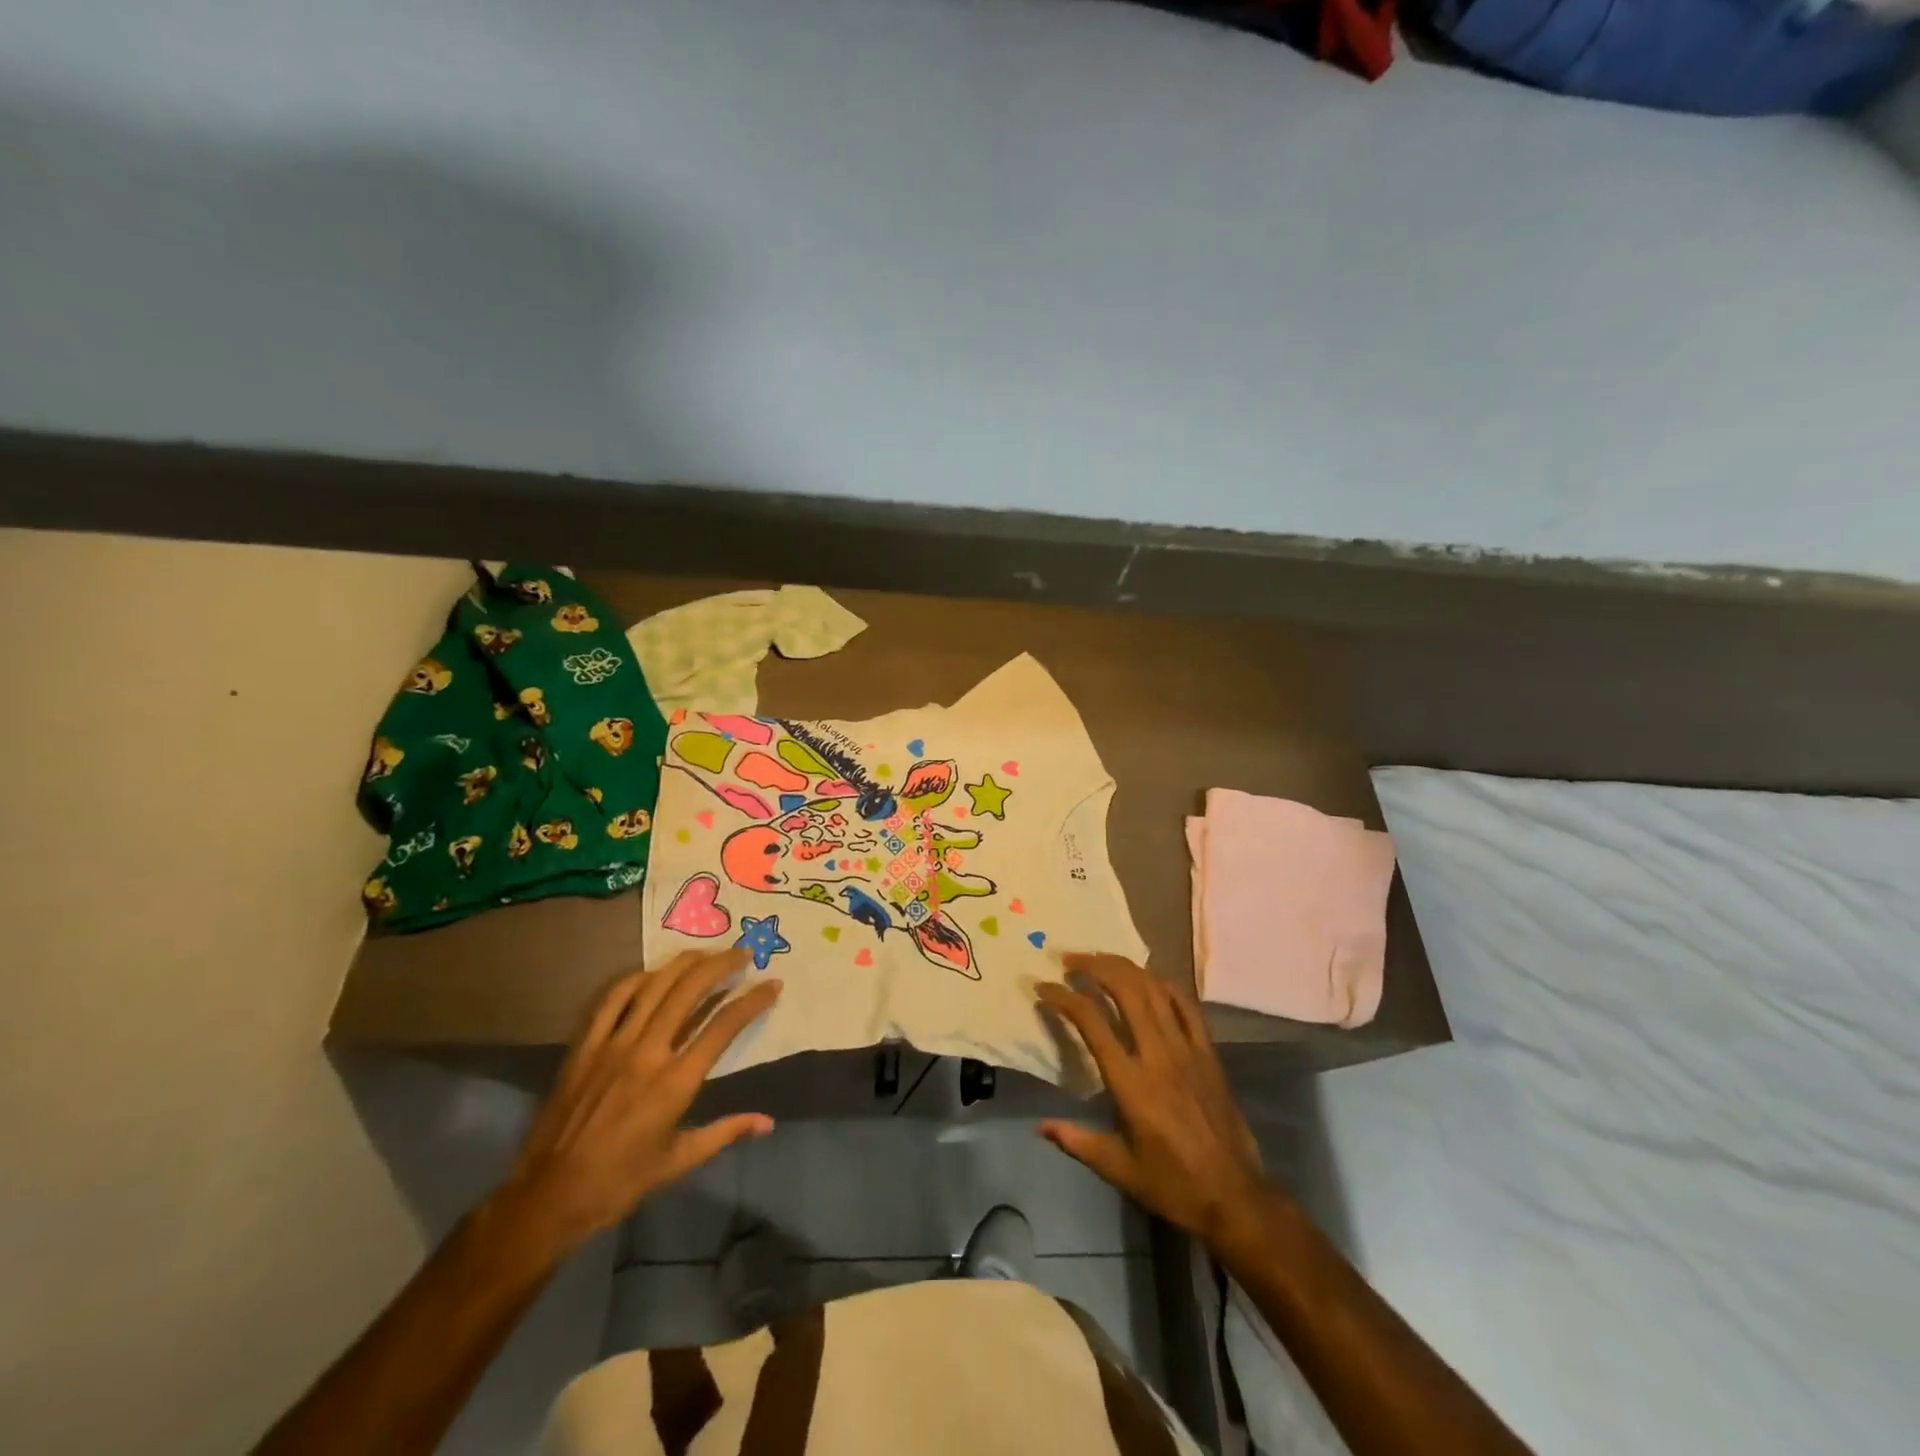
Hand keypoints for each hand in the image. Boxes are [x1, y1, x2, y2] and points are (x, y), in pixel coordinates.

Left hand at [494, 948, 781, 1259]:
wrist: (548, 1197)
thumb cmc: (620, 1182)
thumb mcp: (679, 1161)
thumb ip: (725, 1132)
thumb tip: (767, 1123)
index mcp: (676, 1083)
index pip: (724, 1026)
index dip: (753, 1000)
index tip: (772, 984)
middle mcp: (648, 1053)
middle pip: (690, 990)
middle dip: (722, 965)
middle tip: (743, 954)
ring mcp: (613, 1044)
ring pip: (655, 985)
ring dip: (686, 963)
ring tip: (707, 953)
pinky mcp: (585, 1045)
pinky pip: (613, 998)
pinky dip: (638, 978)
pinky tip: (654, 973)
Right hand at [1037, 953, 1277, 1256]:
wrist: (1236, 1196)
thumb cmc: (1173, 1184)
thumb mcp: (1118, 1169)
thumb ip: (1076, 1141)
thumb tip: (1040, 1126)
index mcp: (1130, 1083)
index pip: (1091, 1022)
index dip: (1064, 998)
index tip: (1043, 987)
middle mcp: (1157, 1054)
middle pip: (1125, 990)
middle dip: (1094, 966)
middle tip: (1070, 960)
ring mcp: (1187, 1049)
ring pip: (1154, 989)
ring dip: (1124, 967)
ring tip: (1100, 961)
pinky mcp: (1208, 1052)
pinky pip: (1186, 1005)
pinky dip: (1164, 984)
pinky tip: (1148, 979)